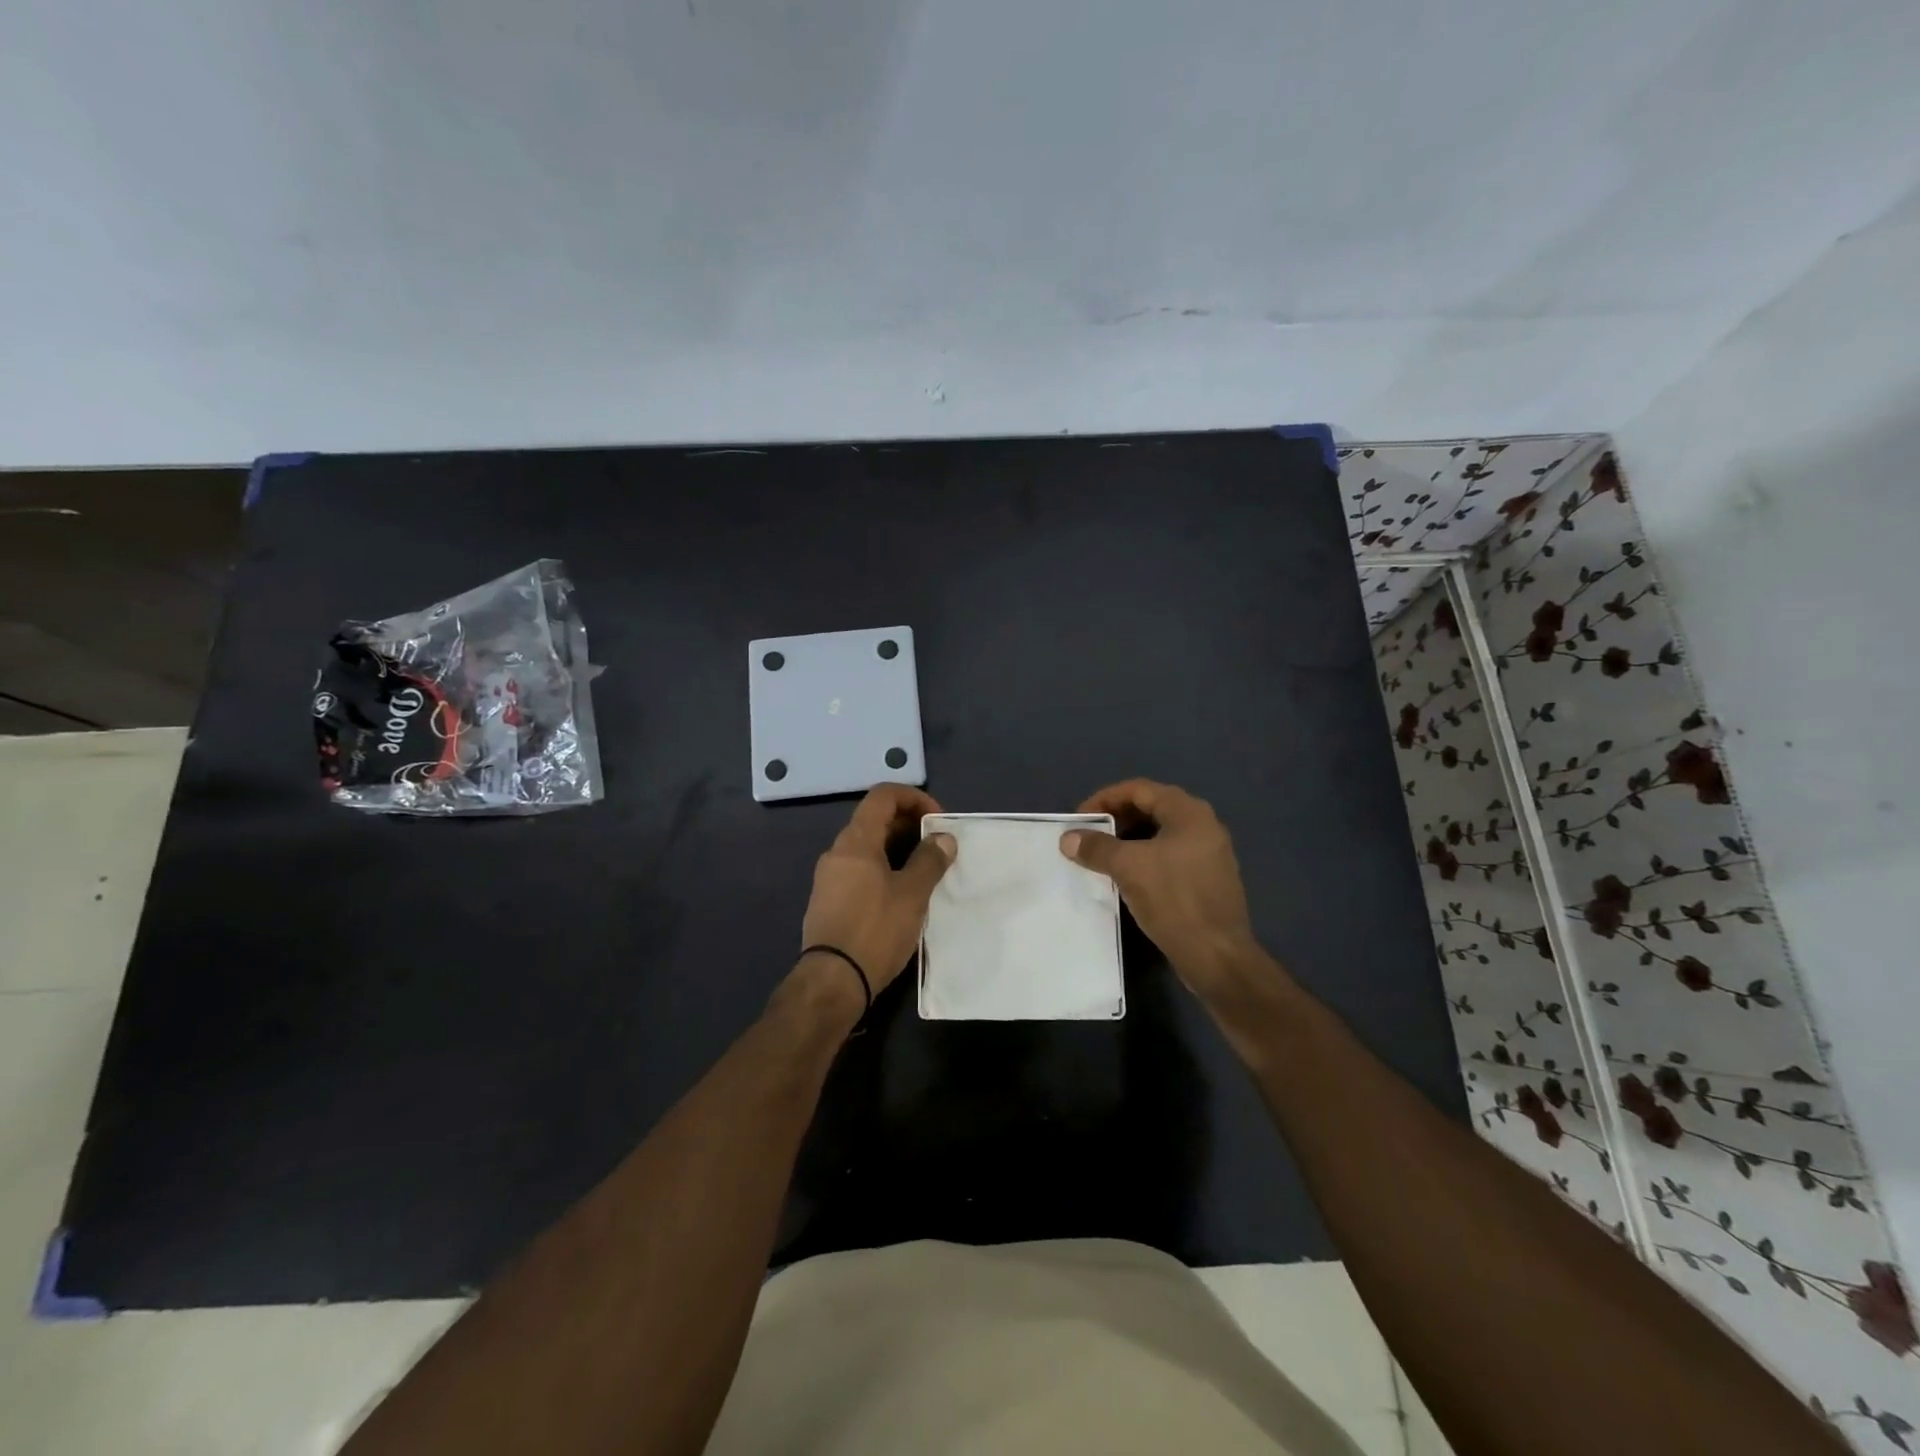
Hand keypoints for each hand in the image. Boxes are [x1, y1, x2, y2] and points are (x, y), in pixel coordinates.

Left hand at [795, 784, 955, 1008]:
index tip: (937, 820)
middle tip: (937, 847)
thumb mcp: (912, 895)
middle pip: (874, 819)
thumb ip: (930, 861)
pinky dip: (882, 868)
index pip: (883, 795)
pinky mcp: (828, 900)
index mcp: (856, 841)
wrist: (832, 981)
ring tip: (924, 871)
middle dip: (909, 824)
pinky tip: (900, 894)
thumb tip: (943, 837)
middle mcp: (837, 851)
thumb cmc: (875, 931)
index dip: (914, 798)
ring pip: (867, 847)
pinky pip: (858, 869)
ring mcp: (829, 877)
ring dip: (897, 848)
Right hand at [1060, 779, 1261, 999]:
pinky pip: (1170, 856)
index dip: (1104, 799)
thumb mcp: (1128, 868)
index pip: (1139, 789)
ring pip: (1160, 834)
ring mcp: (1209, 853)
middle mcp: (1203, 825)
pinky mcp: (1208, 878)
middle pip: (1151, 808)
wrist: (1216, 955)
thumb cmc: (1174, 900)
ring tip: (1103, 856)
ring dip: (1129, 840)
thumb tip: (1068, 838)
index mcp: (1189, 813)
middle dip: (1116, 819)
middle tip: (1089, 836)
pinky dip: (1144, 858)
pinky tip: (1127, 877)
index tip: (1080, 819)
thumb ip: (1096, 847)